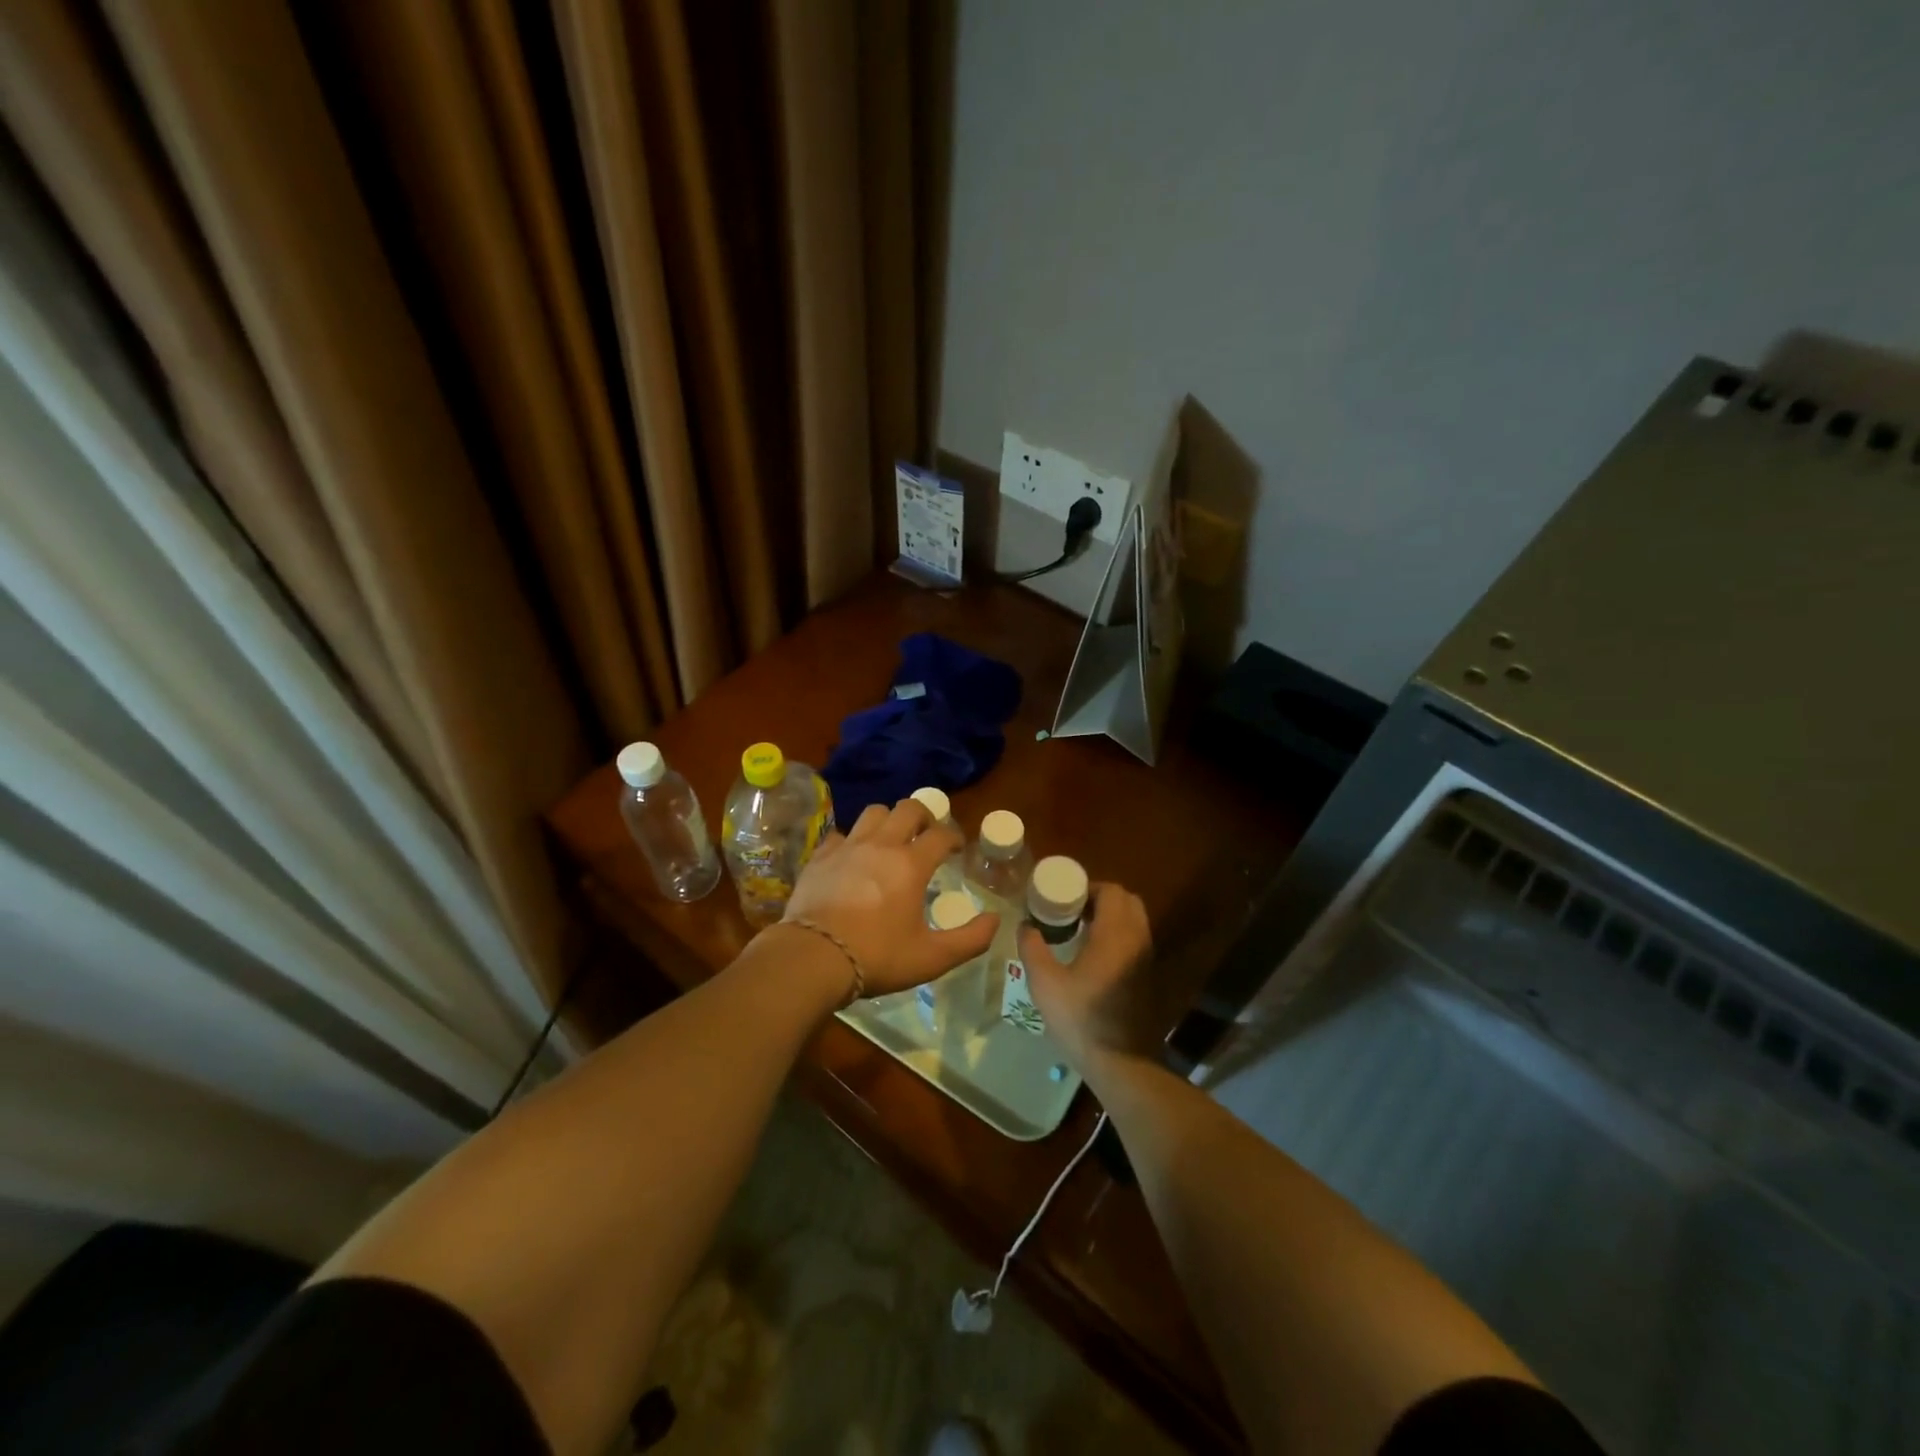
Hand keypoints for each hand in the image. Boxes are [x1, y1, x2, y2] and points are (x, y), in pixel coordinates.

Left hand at [782, 798, 997, 997]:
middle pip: (908, 808)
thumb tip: (995, 919)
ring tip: (891, 840)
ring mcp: (847, 847)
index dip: (954, 837)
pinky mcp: (820, 856)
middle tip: (927, 835)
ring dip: (888, 820)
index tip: (957, 849)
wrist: (813, 957)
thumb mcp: (931, 958)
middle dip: (924, 816)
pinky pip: (841, 835)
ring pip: (873, 813)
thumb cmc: (876, 956)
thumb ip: (970, 940)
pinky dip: (853, 841)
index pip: (941, 834)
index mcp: (911, 864)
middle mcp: (881, 845)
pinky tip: (853, 858)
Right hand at [1022, 882, 1155, 1070]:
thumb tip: (1025, 925)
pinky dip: (1117, 935)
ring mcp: (1147, 959)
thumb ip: (1032, 948)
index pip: (1112, 891)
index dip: (1087, 888)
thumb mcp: (1045, 983)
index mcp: (1116, 934)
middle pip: (1127, 901)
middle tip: (1071, 910)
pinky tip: (1092, 954)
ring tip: (1078, 930)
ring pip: (1134, 921)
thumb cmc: (1081, 1019)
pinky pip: (1135, 940)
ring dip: (1110, 917)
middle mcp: (1137, 940)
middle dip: (1100, 899)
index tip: (1063, 898)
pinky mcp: (1148, 976)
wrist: (1121, 1064)